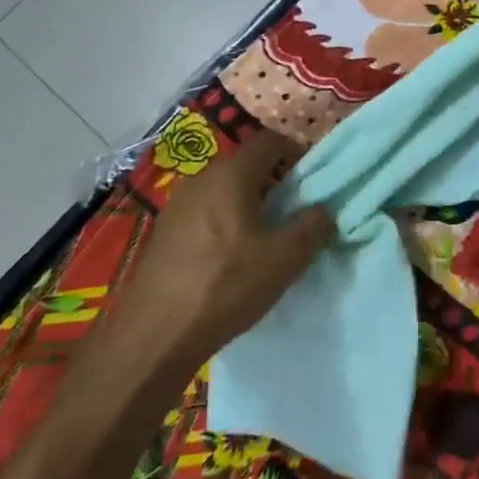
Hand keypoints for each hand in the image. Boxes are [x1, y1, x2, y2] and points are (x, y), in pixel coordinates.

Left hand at [88, 128, 331, 397]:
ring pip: (225, 191)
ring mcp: (177, 206)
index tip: (314, 179)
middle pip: (246, 165)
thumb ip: (314, 225)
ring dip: (250, 205)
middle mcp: (201, 179)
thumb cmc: (226, 285)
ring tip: (267, 238)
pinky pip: (206, 213)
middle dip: (275, 181)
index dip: (297, 152)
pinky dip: (226, 223)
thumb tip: (324, 209)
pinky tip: (233, 258)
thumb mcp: (285, 258)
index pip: (270, 141)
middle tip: (296, 211)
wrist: (153, 337)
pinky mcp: (164, 233)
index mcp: (231, 174)